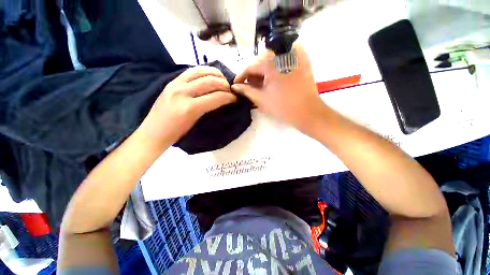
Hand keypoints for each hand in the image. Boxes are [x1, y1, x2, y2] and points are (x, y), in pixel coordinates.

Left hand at [140, 66, 236, 145]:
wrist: (153, 132)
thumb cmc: (177, 134)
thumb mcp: (196, 123)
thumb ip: (209, 109)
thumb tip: (223, 100)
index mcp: (190, 108)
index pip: (216, 97)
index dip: (229, 97)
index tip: (235, 99)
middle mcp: (182, 92)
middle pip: (210, 81)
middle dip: (225, 84)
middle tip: (230, 90)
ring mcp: (175, 84)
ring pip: (201, 71)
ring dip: (215, 74)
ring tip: (222, 80)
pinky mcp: (171, 81)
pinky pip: (191, 71)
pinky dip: (203, 71)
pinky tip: (209, 76)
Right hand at [232, 44, 327, 135]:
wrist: (307, 112)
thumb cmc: (282, 107)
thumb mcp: (261, 99)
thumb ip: (246, 91)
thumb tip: (234, 86)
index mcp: (271, 62)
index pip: (250, 66)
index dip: (241, 76)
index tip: (236, 85)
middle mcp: (281, 53)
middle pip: (261, 62)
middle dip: (252, 74)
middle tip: (248, 86)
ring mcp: (294, 55)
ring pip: (272, 61)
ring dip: (263, 72)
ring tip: (259, 84)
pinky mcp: (301, 61)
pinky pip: (283, 61)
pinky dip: (275, 68)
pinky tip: (272, 79)